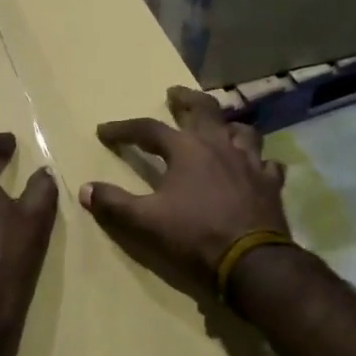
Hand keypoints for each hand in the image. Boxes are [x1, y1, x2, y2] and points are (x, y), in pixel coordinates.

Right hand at [80, 86, 289, 287]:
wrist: (251, 262)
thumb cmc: (194, 236)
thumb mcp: (145, 222)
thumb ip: (114, 203)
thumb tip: (85, 189)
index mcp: (186, 150)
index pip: (148, 130)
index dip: (124, 129)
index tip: (104, 131)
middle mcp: (219, 146)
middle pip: (203, 110)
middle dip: (185, 100)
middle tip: (173, 94)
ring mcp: (250, 162)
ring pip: (241, 131)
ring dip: (227, 126)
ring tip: (219, 128)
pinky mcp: (270, 184)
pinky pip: (268, 164)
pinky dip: (259, 162)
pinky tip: (257, 167)